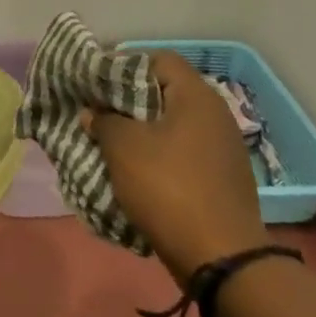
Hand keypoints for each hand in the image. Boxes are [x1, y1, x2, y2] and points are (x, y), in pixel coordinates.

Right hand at [87, 52, 267, 280]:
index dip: (123, 64)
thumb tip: (94, 112)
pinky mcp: (221, 177)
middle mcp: (215, 115)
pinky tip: (134, 169)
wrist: (221, 257)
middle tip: (97, 112)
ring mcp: (222, 148)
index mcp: (196, 97)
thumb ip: (103, 120)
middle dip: (127, 100)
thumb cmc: (168, 187)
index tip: (95, 82)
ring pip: (172, 124)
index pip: (158, 59)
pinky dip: (157, 154)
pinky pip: (182, 152)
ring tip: (109, 141)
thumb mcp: (123, 147)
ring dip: (140, 130)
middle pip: (165, 92)